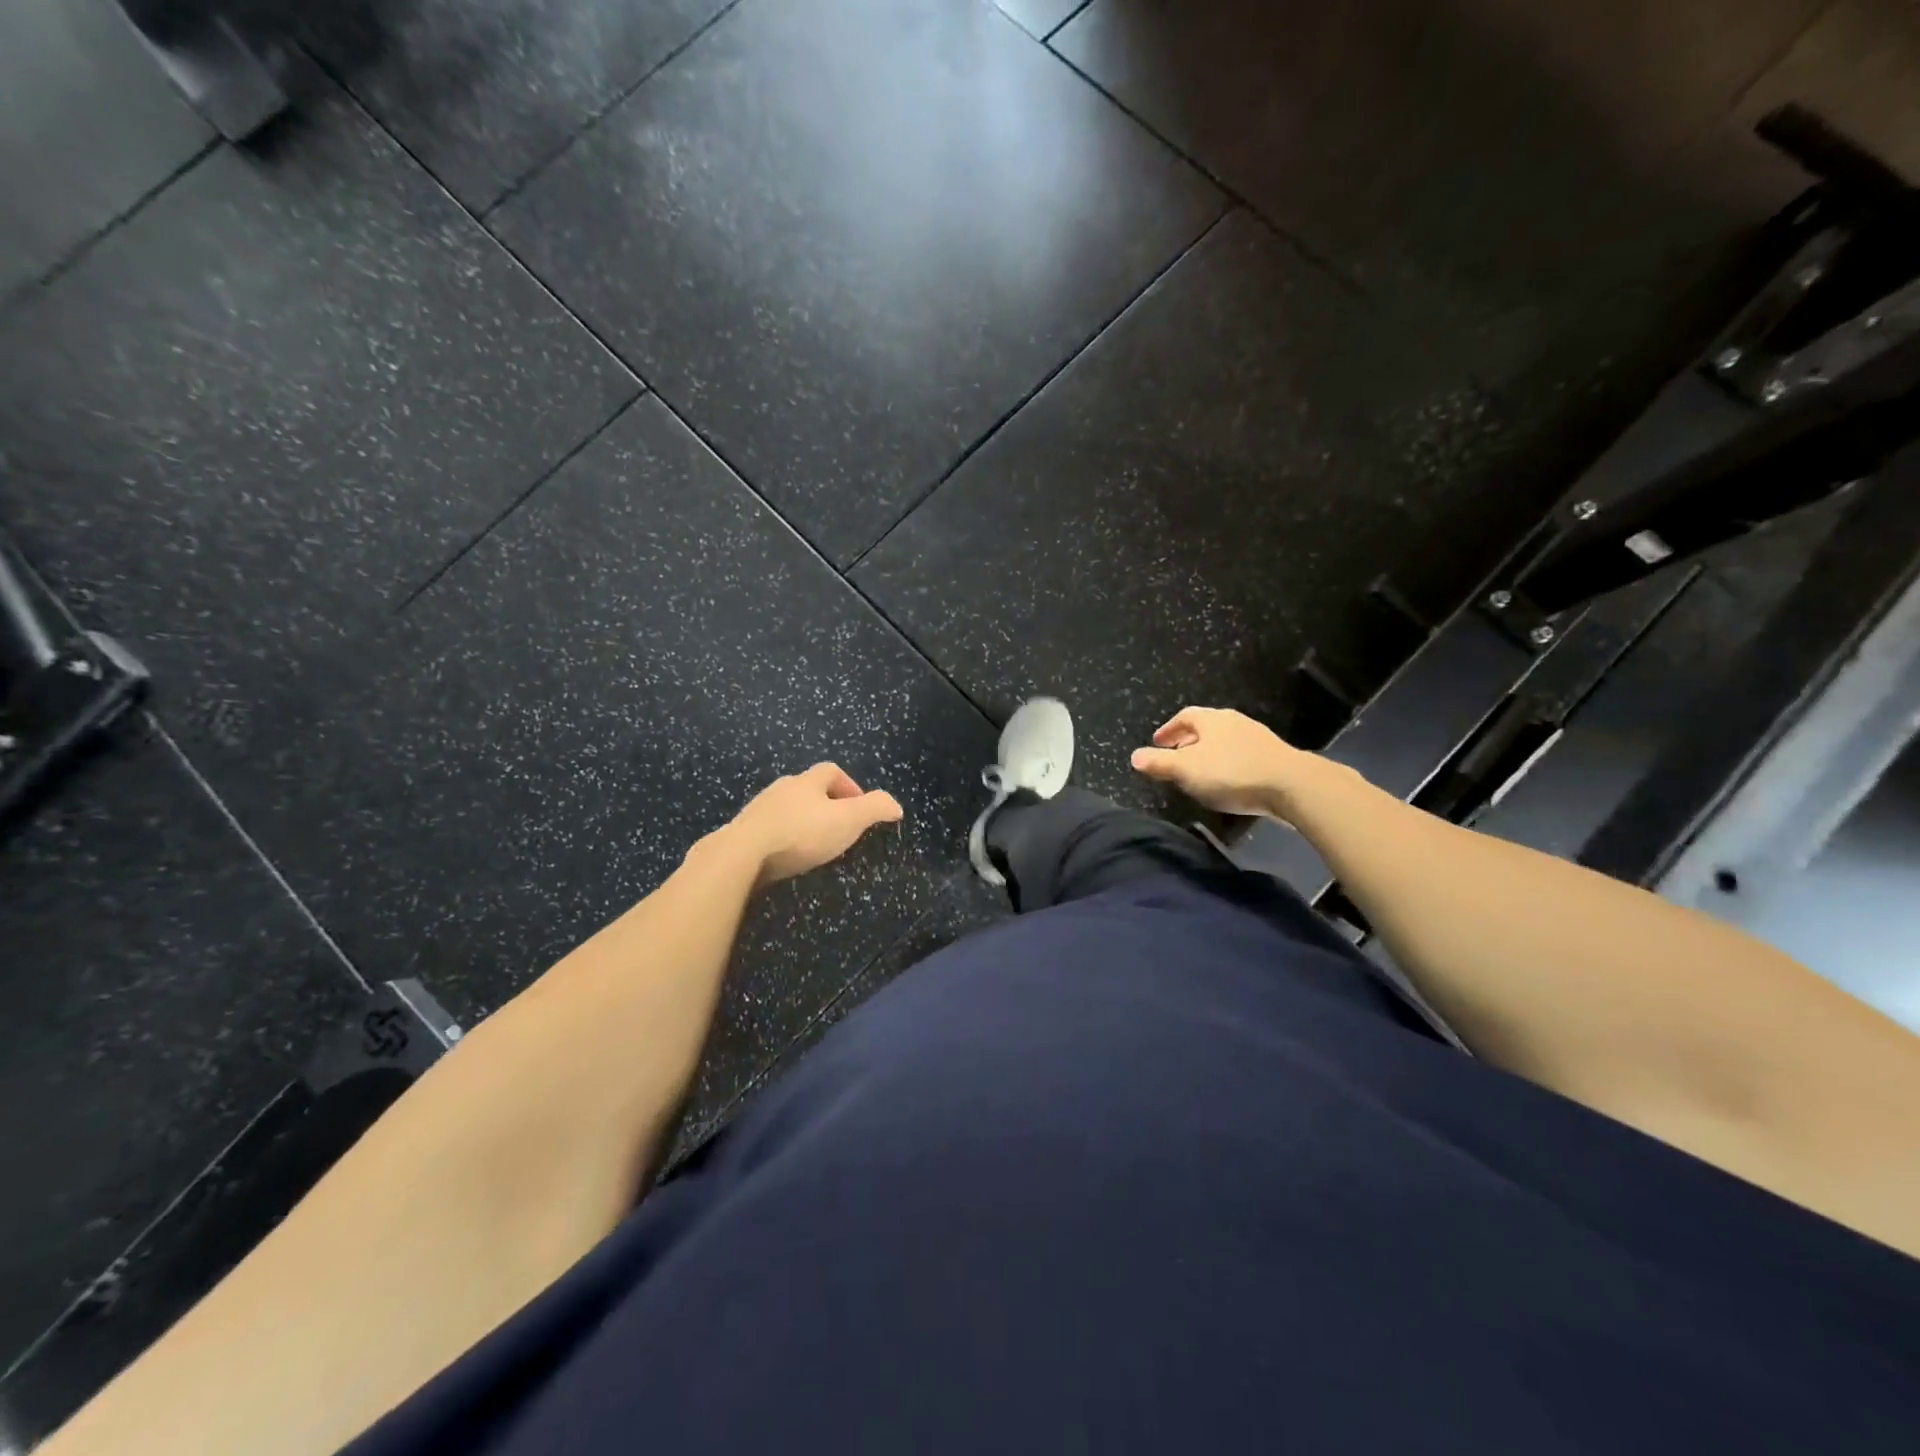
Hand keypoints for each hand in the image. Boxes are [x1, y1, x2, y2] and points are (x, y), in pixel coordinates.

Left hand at [716, 763, 903, 886]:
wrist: (742, 853)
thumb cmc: (802, 833)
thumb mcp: (849, 820)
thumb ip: (875, 808)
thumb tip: (895, 805)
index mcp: (807, 781)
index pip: (831, 771)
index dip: (849, 785)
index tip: (859, 806)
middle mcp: (781, 788)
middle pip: (806, 788)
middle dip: (824, 803)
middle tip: (838, 826)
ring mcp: (758, 810)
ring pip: (785, 808)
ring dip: (801, 820)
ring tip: (813, 844)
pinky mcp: (742, 832)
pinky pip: (768, 830)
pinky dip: (781, 838)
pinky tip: (786, 857)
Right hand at [1130, 706, 1320, 816]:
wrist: (1292, 786)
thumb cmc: (1231, 773)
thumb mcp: (1186, 770)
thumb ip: (1159, 763)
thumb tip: (1134, 756)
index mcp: (1212, 719)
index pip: (1184, 716)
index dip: (1168, 730)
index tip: (1157, 743)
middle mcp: (1234, 721)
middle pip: (1205, 727)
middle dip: (1187, 741)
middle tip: (1174, 757)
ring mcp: (1257, 738)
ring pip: (1224, 741)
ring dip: (1208, 753)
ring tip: (1198, 772)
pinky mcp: (1273, 756)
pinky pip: (1240, 755)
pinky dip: (1227, 764)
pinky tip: (1226, 782)